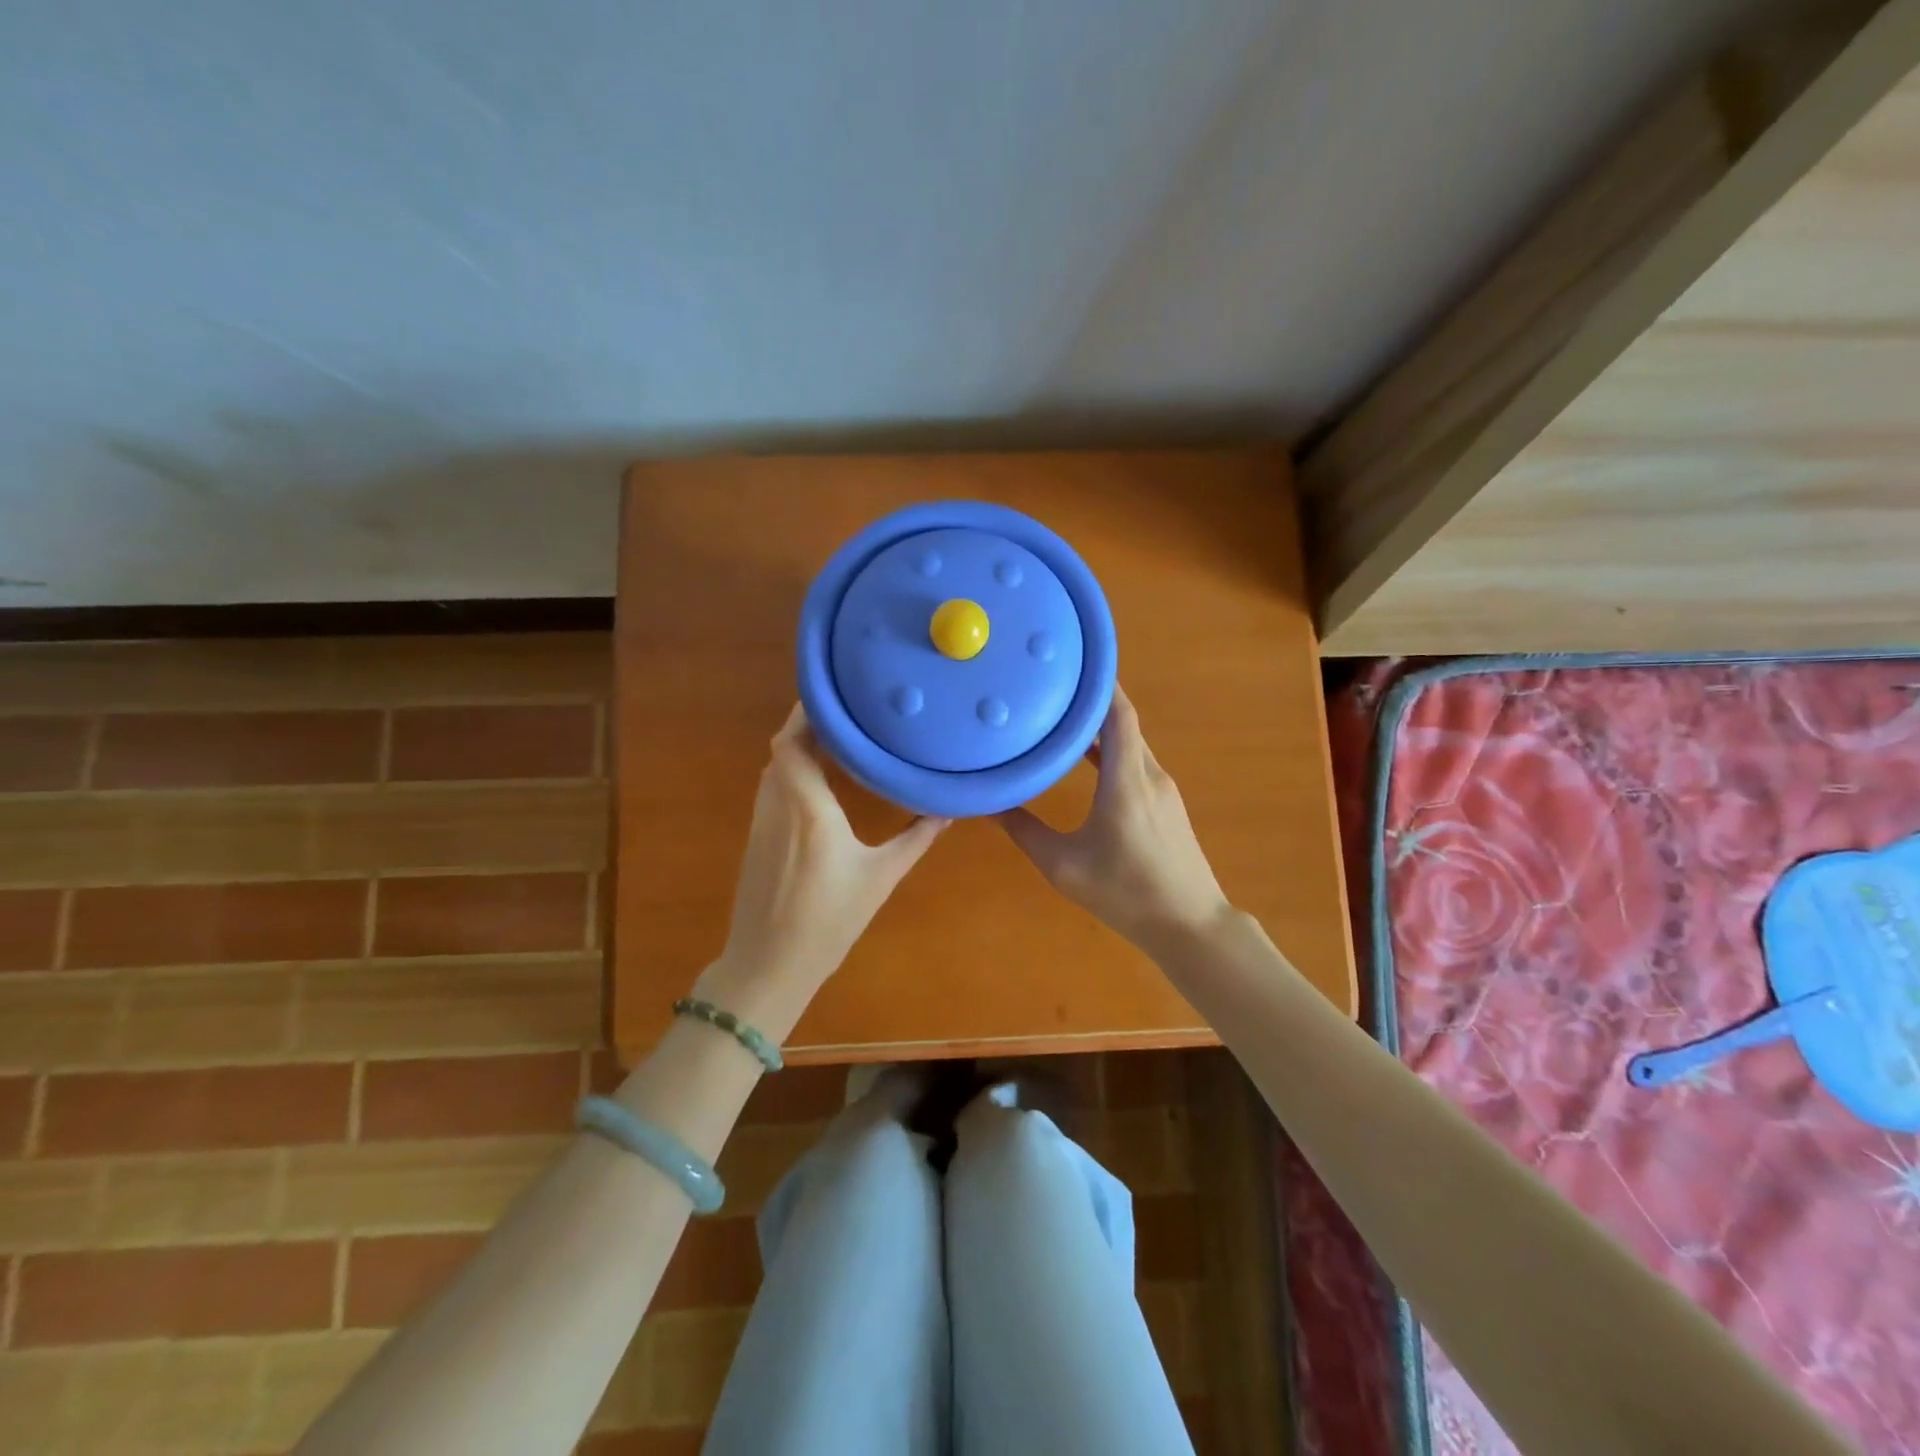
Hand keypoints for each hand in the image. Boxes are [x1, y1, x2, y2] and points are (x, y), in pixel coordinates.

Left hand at [698, 705, 947, 1034]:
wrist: (768, 966)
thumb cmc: (828, 922)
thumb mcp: (881, 878)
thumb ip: (916, 838)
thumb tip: (947, 809)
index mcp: (807, 807)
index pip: (792, 741)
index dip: (807, 713)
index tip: (838, 695)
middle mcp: (778, 803)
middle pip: (782, 747)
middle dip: (809, 725)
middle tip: (849, 713)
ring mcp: (761, 820)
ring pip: (774, 767)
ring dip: (799, 748)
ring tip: (838, 738)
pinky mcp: (755, 838)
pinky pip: (772, 788)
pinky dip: (792, 772)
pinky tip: (820, 783)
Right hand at [998, 685, 1230, 957]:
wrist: (1191, 926)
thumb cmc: (1126, 894)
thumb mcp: (1063, 866)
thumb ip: (1024, 830)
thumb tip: (989, 803)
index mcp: (1127, 780)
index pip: (1119, 714)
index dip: (1099, 682)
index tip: (1071, 660)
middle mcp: (1149, 774)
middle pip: (1124, 721)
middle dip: (1090, 699)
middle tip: (1051, 683)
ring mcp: (1162, 789)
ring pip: (1130, 742)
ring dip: (1099, 725)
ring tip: (1060, 713)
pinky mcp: (1165, 804)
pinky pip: (1135, 761)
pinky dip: (1110, 749)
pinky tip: (1085, 758)